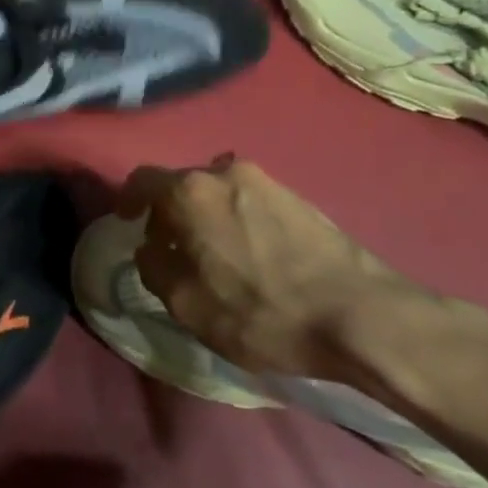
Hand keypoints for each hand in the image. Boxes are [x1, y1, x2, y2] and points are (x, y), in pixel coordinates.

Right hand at [116, 159, 425, 381]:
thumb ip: (154, 268)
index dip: (127, 200)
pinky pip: (251, 201)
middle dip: (171, 212)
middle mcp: (224, 172)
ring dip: (208, 216)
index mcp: (188, 192)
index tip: (126, 221)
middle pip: (182, 185)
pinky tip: (253, 256)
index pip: (141, 181)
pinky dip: (239, 221)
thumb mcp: (186, 304)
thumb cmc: (260, 311)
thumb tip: (151, 248)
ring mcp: (267, 181)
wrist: (360, 316)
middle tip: (173, 247)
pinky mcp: (300, 198)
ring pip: (219, 192)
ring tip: (216, 254)